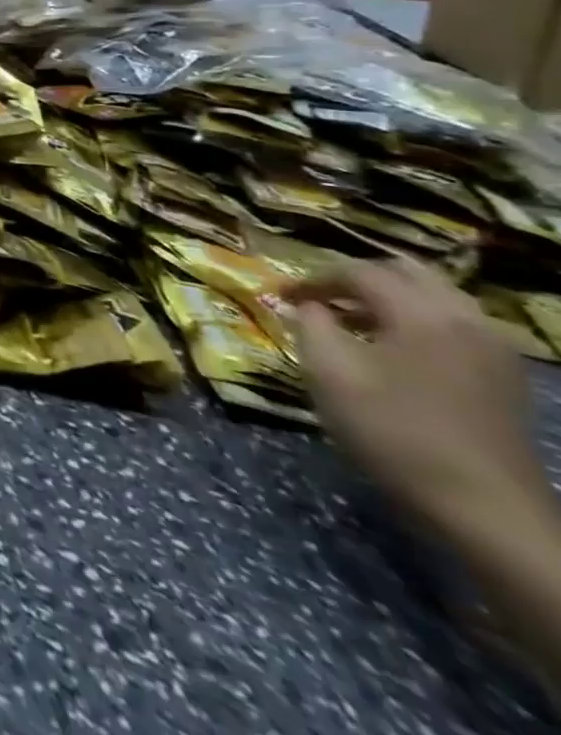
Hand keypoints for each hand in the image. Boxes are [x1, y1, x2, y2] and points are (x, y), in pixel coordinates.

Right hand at [291, 256, 547, 532]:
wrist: (485, 510)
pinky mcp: (504, 377)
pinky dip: (419, 321)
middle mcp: (465, 319)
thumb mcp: (329, 372)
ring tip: (353, 321)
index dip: (312, 279)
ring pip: (436, 297)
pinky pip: (456, 325)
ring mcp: (494, 350)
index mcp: (421, 313)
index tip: (280, 296)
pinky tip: (395, 349)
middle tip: (320, 297)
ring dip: (390, 298)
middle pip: (406, 273)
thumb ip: (311, 325)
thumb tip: (309, 306)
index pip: (357, 272)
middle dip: (357, 278)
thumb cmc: (393, 432)